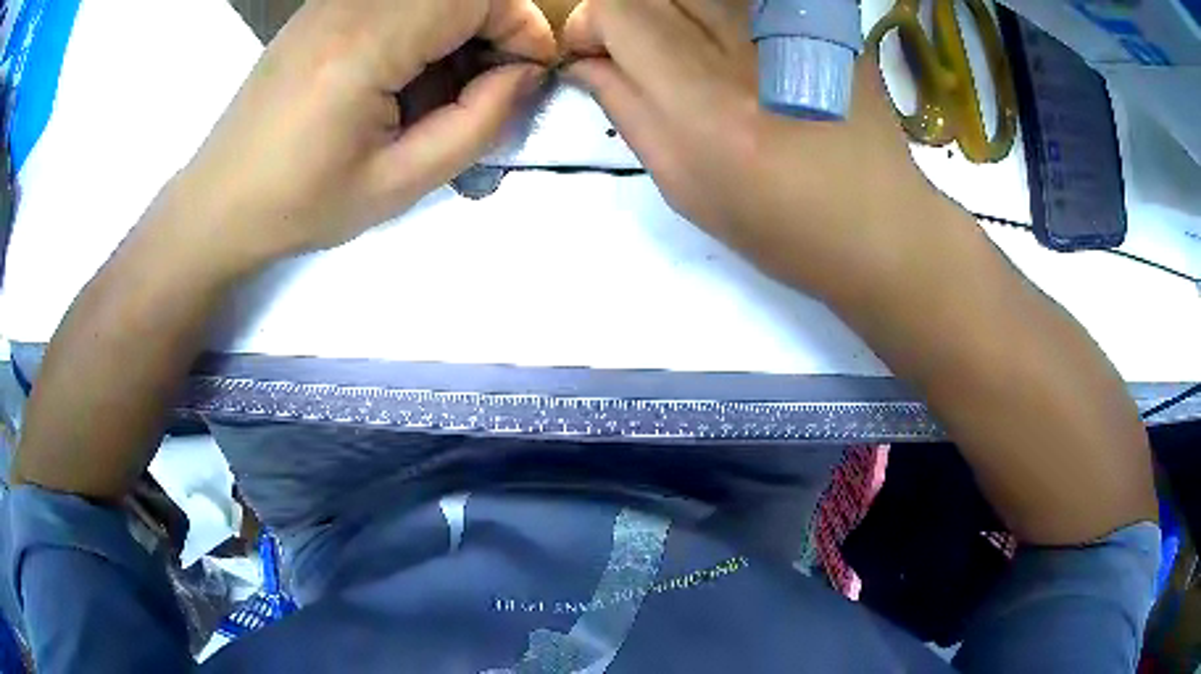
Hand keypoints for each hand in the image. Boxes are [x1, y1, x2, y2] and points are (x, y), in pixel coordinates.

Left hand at [169, 0, 555, 270]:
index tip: (527, 75)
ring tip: (440, 92)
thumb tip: (525, 77)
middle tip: (488, 87)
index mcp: (367, 44)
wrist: (218, 202)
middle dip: (494, 27)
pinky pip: (396, 2)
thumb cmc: (299, 204)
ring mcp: (331, 2)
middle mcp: (350, 4)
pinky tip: (402, 78)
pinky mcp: (321, 10)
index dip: (520, 26)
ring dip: (456, 31)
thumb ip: (477, 124)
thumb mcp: (398, 184)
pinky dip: (422, 30)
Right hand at [562, 0, 940, 296]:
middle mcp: (744, 49)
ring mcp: (788, 30)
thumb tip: (585, 64)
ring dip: (672, 10)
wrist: (879, 225)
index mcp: (705, 104)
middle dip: (625, 13)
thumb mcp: (685, 186)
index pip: (618, 12)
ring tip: (686, 49)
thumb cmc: (780, 226)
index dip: (590, 23)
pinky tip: (733, 47)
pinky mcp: (818, 24)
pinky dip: (716, 12)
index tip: (594, 54)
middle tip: (633, 51)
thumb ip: (626, 111)